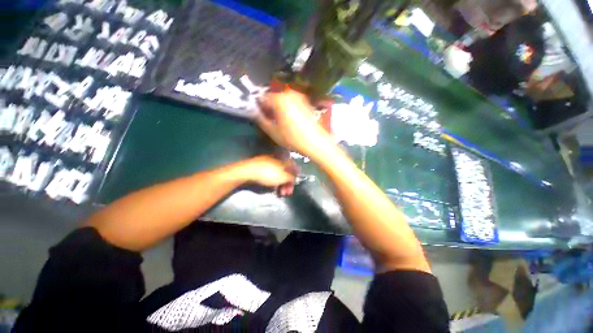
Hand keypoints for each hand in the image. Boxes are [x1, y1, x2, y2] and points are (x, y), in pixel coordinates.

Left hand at [237, 156, 297, 195]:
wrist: (247, 171)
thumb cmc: (268, 173)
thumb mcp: (284, 176)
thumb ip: (292, 177)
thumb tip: (296, 177)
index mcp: (283, 159)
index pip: (294, 167)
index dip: (296, 176)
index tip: (294, 185)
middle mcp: (277, 160)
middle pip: (286, 172)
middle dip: (288, 183)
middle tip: (287, 193)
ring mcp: (268, 164)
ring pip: (278, 174)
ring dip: (281, 184)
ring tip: (280, 193)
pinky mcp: (261, 168)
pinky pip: (271, 175)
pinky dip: (274, 182)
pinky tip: (273, 189)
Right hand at [256, 90, 332, 159]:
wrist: (315, 141)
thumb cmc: (292, 138)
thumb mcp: (273, 132)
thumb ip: (261, 120)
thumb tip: (256, 113)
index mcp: (279, 99)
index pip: (263, 98)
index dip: (260, 107)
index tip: (260, 116)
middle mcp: (289, 93)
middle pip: (274, 97)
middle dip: (270, 106)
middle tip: (270, 118)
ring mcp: (299, 96)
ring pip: (283, 98)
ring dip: (279, 106)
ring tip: (279, 119)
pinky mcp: (306, 102)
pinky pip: (292, 101)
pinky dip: (288, 107)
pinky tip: (290, 118)